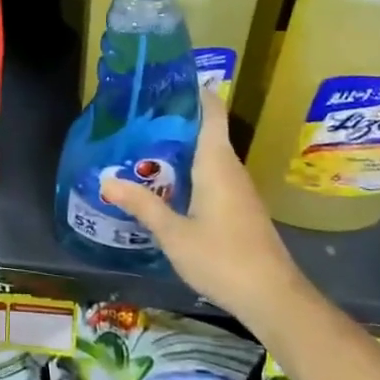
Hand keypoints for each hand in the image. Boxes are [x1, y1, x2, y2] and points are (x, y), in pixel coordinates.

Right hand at [100, 88, 308, 327]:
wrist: (273, 298)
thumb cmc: (222, 258)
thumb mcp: (174, 234)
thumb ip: (142, 205)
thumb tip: (106, 180)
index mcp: (216, 162)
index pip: (211, 111)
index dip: (194, 91)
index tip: (166, 81)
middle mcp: (231, 168)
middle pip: (207, 130)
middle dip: (175, 120)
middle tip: (138, 116)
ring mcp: (239, 189)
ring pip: (209, 155)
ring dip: (182, 148)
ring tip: (145, 145)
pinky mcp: (241, 208)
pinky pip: (214, 175)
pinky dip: (191, 170)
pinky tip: (169, 184)